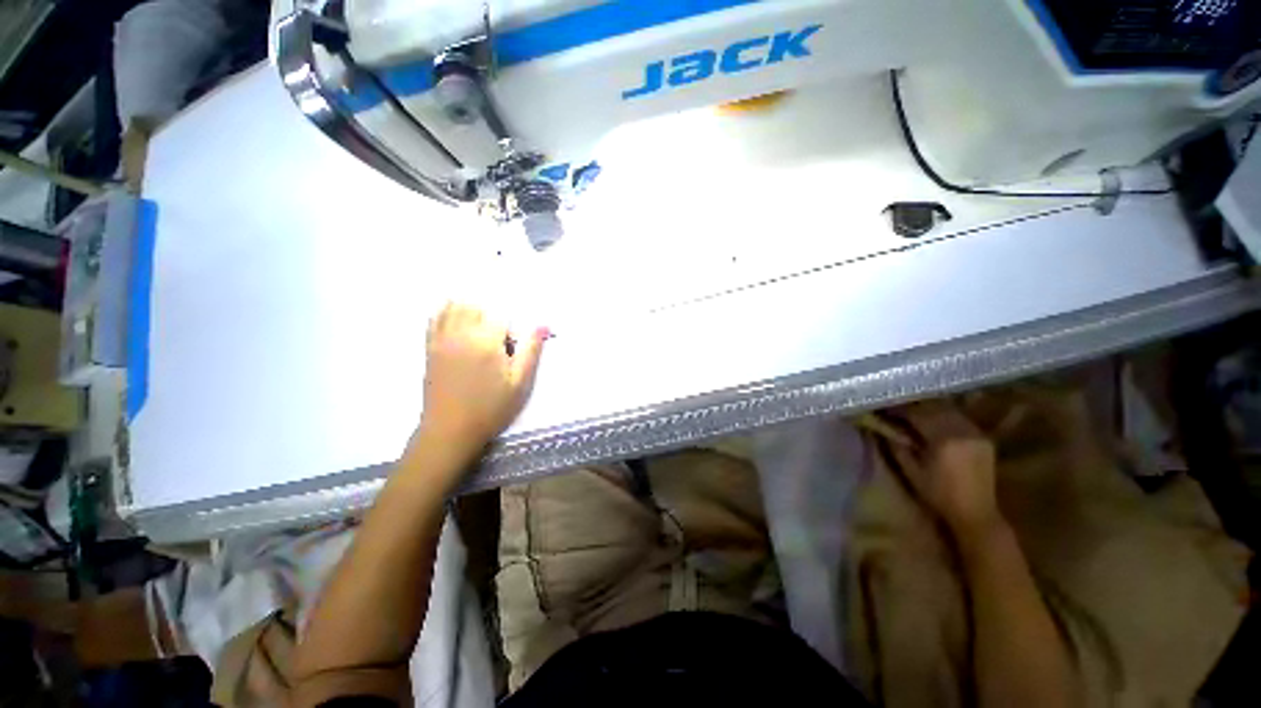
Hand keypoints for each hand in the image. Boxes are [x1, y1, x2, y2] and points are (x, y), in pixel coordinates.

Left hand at [414, 302, 546, 462]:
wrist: (451, 430)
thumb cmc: (491, 408)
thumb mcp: (520, 383)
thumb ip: (531, 351)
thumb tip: (543, 326)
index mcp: (487, 342)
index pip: (501, 318)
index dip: (510, 331)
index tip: (511, 348)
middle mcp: (462, 334)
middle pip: (476, 306)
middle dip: (490, 317)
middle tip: (496, 340)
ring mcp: (442, 340)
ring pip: (454, 307)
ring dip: (469, 310)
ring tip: (478, 329)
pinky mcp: (430, 348)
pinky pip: (434, 319)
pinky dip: (445, 313)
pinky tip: (455, 320)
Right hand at [884, 401, 1003, 544]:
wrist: (976, 513)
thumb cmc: (938, 495)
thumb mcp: (911, 471)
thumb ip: (897, 445)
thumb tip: (883, 427)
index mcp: (943, 439)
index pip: (917, 413)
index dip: (899, 409)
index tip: (884, 408)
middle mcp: (962, 431)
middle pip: (934, 407)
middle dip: (914, 406)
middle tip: (897, 407)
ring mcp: (976, 433)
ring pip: (949, 410)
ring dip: (930, 409)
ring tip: (914, 412)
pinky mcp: (983, 438)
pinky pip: (960, 419)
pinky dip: (945, 416)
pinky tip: (935, 422)